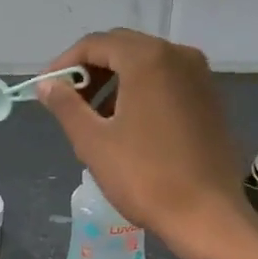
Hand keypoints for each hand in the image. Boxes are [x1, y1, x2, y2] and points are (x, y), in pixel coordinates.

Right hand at [38, 28, 256, 258]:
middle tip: (68, 103)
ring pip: (146, 65)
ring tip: (95, 120)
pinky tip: (128, 126)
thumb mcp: (93, 142)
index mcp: (148, 59)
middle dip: (91, 71)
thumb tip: (47, 85)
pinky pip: (167, 82)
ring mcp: (200, 77)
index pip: (96, 44)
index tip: (47, 89)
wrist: (206, 214)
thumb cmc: (145, 177)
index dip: (65, 64)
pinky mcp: (210, 100)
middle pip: (123, 49)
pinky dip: (141, 93)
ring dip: (115, 83)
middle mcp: (179, 56)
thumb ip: (66, 106)